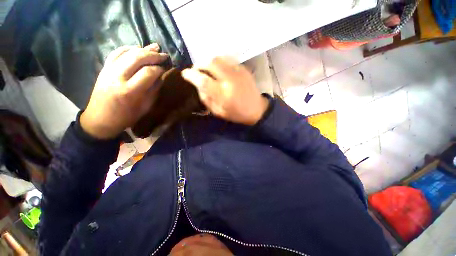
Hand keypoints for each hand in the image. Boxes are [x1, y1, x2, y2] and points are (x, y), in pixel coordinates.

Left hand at [80, 44, 167, 138]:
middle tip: (164, 55)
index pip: (149, 72)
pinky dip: (128, 48)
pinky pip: (116, 53)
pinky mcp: (104, 68)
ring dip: (143, 48)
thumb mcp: (145, 107)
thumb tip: (161, 77)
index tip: (167, 69)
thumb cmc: (126, 117)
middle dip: (153, 55)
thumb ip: (153, 90)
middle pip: (137, 58)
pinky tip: (137, 47)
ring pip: (127, 52)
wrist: (100, 119)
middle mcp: (118, 77)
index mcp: (130, 91)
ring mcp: (109, 70)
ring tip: (155, 47)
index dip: (160, 69)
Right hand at [182, 57, 268, 125]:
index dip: (191, 75)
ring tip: (206, 69)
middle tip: (197, 70)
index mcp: (223, 94)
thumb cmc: (237, 114)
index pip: (203, 80)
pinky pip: (228, 59)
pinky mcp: (243, 69)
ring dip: (208, 61)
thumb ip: (206, 99)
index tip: (185, 74)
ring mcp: (238, 72)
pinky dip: (219, 61)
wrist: (257, 109)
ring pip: (218, 58)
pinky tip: (218, 68)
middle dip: (199, 64)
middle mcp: (230, 80)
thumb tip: (198, 86)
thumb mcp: (219, 112)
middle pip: (210, 63)